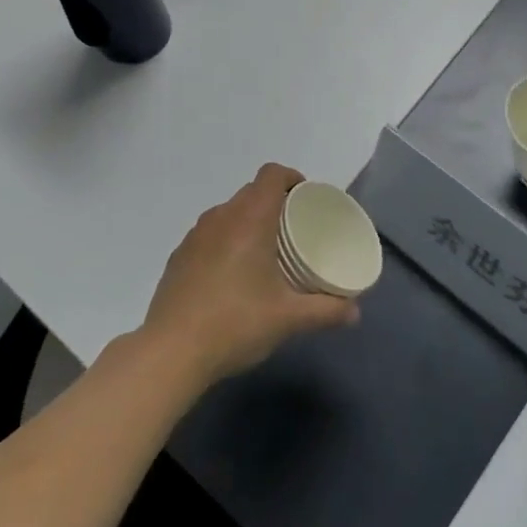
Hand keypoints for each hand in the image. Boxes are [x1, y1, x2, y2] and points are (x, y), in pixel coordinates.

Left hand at [140, 164, 359, 387]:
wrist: (171, 351)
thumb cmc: (235, 324)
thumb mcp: (288, 319)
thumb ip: (326, 311)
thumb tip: (355, 312)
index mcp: (249, 220)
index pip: (271, 175)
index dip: (292, 178)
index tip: (306, 198)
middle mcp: (220, 218)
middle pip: (251, 192)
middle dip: (274, 202)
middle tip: (294, 230)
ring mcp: (194, 236)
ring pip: (228, 213)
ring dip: (248, 221)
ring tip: (265, 252)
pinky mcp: (179, 256)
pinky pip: (209, 234)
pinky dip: (226, 241)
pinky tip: (233, 275)